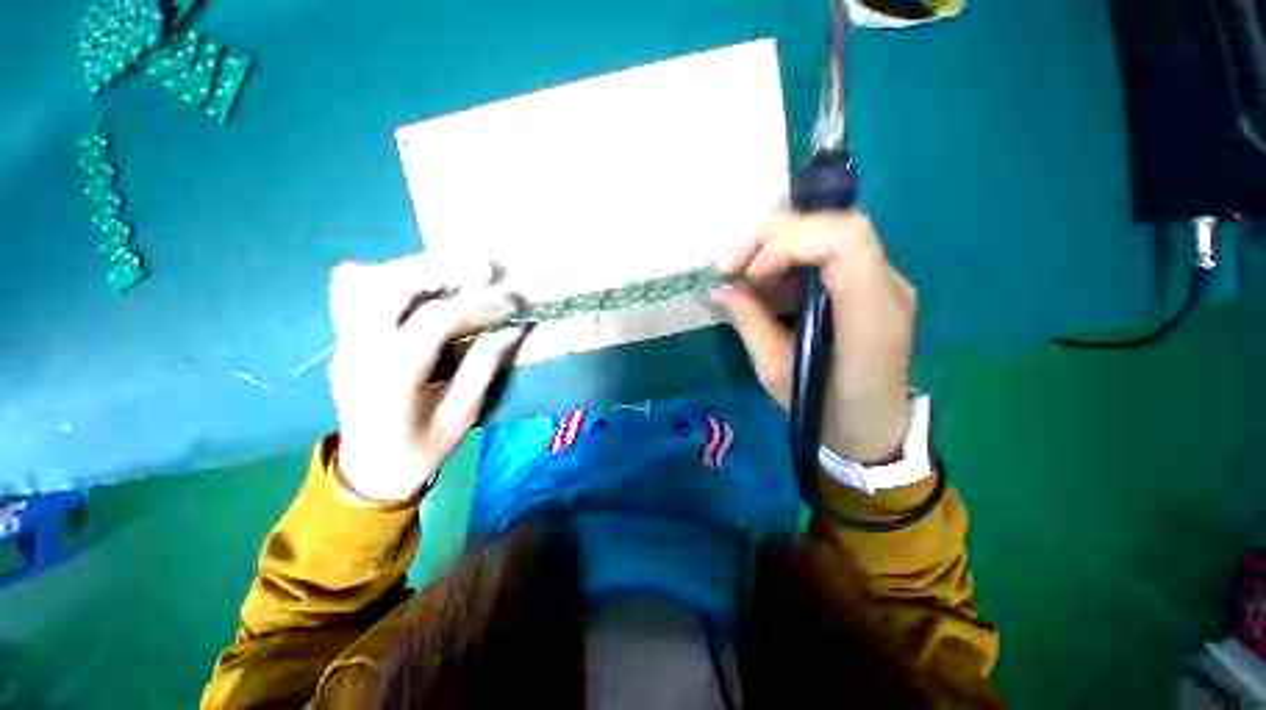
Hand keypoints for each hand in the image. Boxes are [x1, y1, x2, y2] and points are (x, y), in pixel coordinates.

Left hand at [327, 255, 522, 503]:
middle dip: (440, 269)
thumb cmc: (421, 450)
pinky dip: (384, 276)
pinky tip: (417, 286)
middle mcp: (359, 352)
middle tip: (484, 270)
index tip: (511, 302)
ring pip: (365, 280)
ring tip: (458, 274)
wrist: (369, 470)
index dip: (477, 305)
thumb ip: (484, 366)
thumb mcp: (462, 415)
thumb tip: (512, 327)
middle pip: (387, 285)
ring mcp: (344, 342)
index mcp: (392, 380)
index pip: (432, 321)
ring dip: (415, 269)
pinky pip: (350, 290)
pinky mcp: (343, 339)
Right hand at [713, 212, 915, 463]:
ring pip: (827, 235)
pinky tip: (763, 286)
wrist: (872, 429)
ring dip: (773, 248)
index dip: (790, 243)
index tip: (749, 273)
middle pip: (834, 227)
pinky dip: (786, 262)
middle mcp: (887, 289)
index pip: (845, 242)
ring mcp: (885, 283)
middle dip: (770, 238)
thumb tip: (718, 290)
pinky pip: (826, 255)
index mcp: (869, 319)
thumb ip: (749, 323)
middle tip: (727, 266)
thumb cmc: (823, 409)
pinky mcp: (871, 286)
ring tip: (738, 278)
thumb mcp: (775, 372)